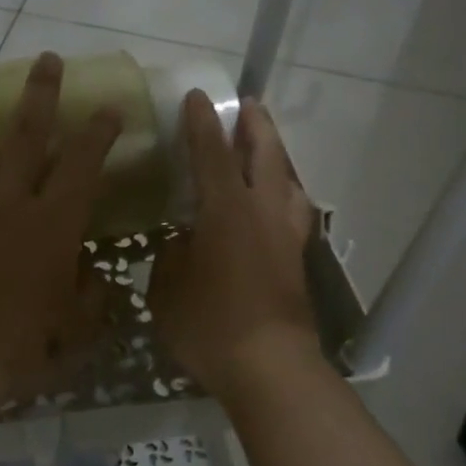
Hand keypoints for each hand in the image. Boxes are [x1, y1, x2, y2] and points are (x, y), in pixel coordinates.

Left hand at [0, 53, 120, 405]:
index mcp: (51, 227)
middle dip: (38, 97)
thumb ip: (90, 296)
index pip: (81, 168)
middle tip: (44, 60)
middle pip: (23, 141)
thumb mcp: (75, 328)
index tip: (108, 109)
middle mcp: (7, 209)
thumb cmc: (24, 347)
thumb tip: (94, 276)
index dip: (98, 135)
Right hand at [148, 92, 317, 399]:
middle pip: (266, 155)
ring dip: (277, 157)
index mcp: (226, 211)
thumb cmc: (210, 327)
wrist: (271, 368)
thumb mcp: (167, 292)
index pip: (212, 154)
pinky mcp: (297, 261)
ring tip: (266, 150)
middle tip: (247, 105)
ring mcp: (286, 236)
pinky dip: (285, 194)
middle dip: (255, 126)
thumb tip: (180, 243)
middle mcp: (263, 213)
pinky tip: (276, 205)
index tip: (198, 96)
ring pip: (289, 181)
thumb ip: (171, 258)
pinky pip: (294, 212)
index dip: (202, 124)